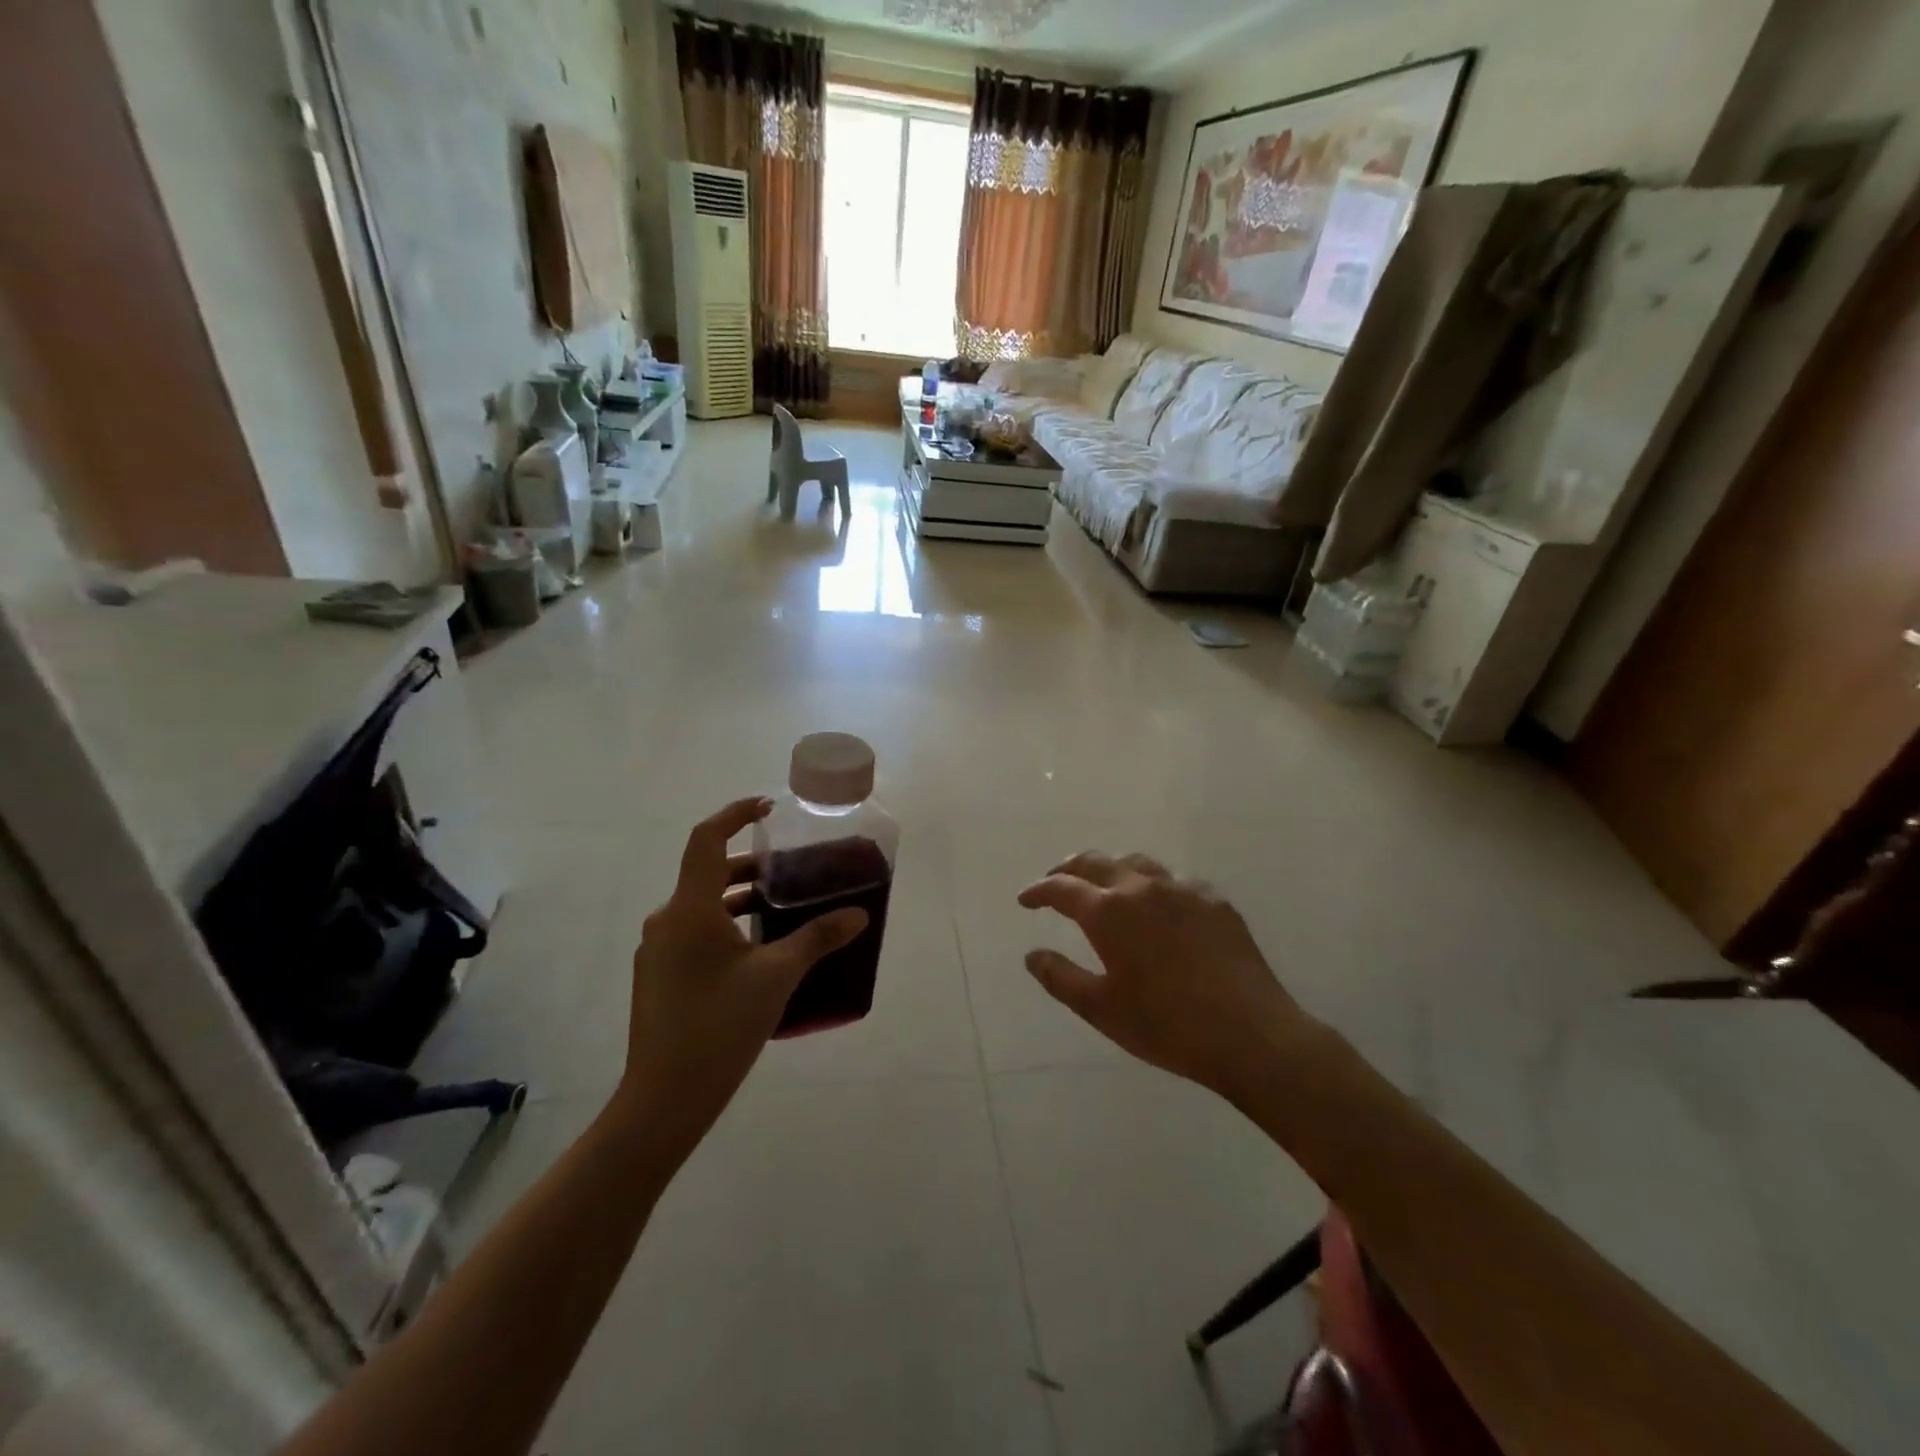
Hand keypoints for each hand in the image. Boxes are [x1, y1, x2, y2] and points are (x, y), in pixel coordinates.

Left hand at [618, 798, 866, 1150]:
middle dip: (750, 866)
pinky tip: (757, 952)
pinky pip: (694, 933)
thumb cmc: (720, 1026)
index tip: (767, 807)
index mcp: (690, 909)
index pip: (707, 839)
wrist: (664, 1099)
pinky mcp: (658, 976)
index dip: (735, 813)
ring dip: (739, 899)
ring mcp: (658, 950)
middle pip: (708, 873)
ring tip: (782, 909)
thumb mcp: (777, 976)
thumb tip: (858, 914)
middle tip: (790, 869)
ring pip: (702, 906)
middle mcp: (667, 920)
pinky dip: (726, 926)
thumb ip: (817, 938)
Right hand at [1018, 852, 1305, 1102]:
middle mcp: (1142, 887)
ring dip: (1111, 869)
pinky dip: (1152, 885)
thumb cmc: (1166, 1025)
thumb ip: (1060, 977)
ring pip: (1137, 863)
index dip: (1039, 890)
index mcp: (1108, 911)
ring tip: (1104, 886)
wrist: (1251, 1034)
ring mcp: (1183, 889)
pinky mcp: (1215, 900)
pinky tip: (1158, 907)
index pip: (1061, 888)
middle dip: (1069, 869)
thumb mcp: (1101, 1009)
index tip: (1025, 899)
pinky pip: (1174, 881)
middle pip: (1096, 861)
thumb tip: (1032, 955)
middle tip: (1056, 882)